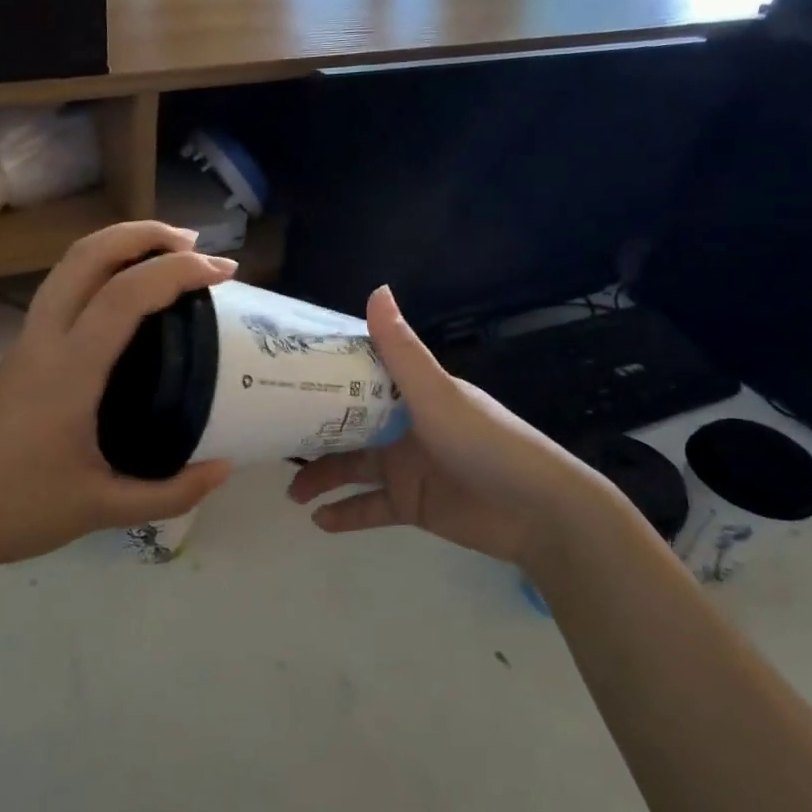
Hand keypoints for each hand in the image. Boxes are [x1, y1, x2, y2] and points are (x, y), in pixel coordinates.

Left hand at [0, 222, 235, 581]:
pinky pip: (61, 292)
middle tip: (194, 244)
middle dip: (143, 235)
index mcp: (68, 370)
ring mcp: (25, 344)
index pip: (125, 295)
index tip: (222, 271)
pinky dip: (99, 274)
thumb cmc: (17, 510)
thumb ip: (171, 492)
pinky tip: (124, 304)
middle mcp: (43, 341)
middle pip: (87, 255)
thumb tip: (225, 469)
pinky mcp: (19, 356)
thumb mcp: (103, 509)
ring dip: (117, 247)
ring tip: (165, 257)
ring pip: (68, 267)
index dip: (177, 272)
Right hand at [287, 287, 618, 568]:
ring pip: (352, 469)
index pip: (358, 379)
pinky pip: (369, 508)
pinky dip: (345, 514)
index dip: (322, 378)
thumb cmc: (485, 443)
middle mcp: (403, 426)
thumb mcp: (437, 394)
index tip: (281, 377)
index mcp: (410, 394)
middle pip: (346, 427)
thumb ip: (401, 350)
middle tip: (274, 443)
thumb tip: (377, 289)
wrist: (537, 512)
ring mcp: (406, 467)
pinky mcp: (411, 504)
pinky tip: (318, 521)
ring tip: (292, 494)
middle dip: (312, 435)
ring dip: (321, 478)